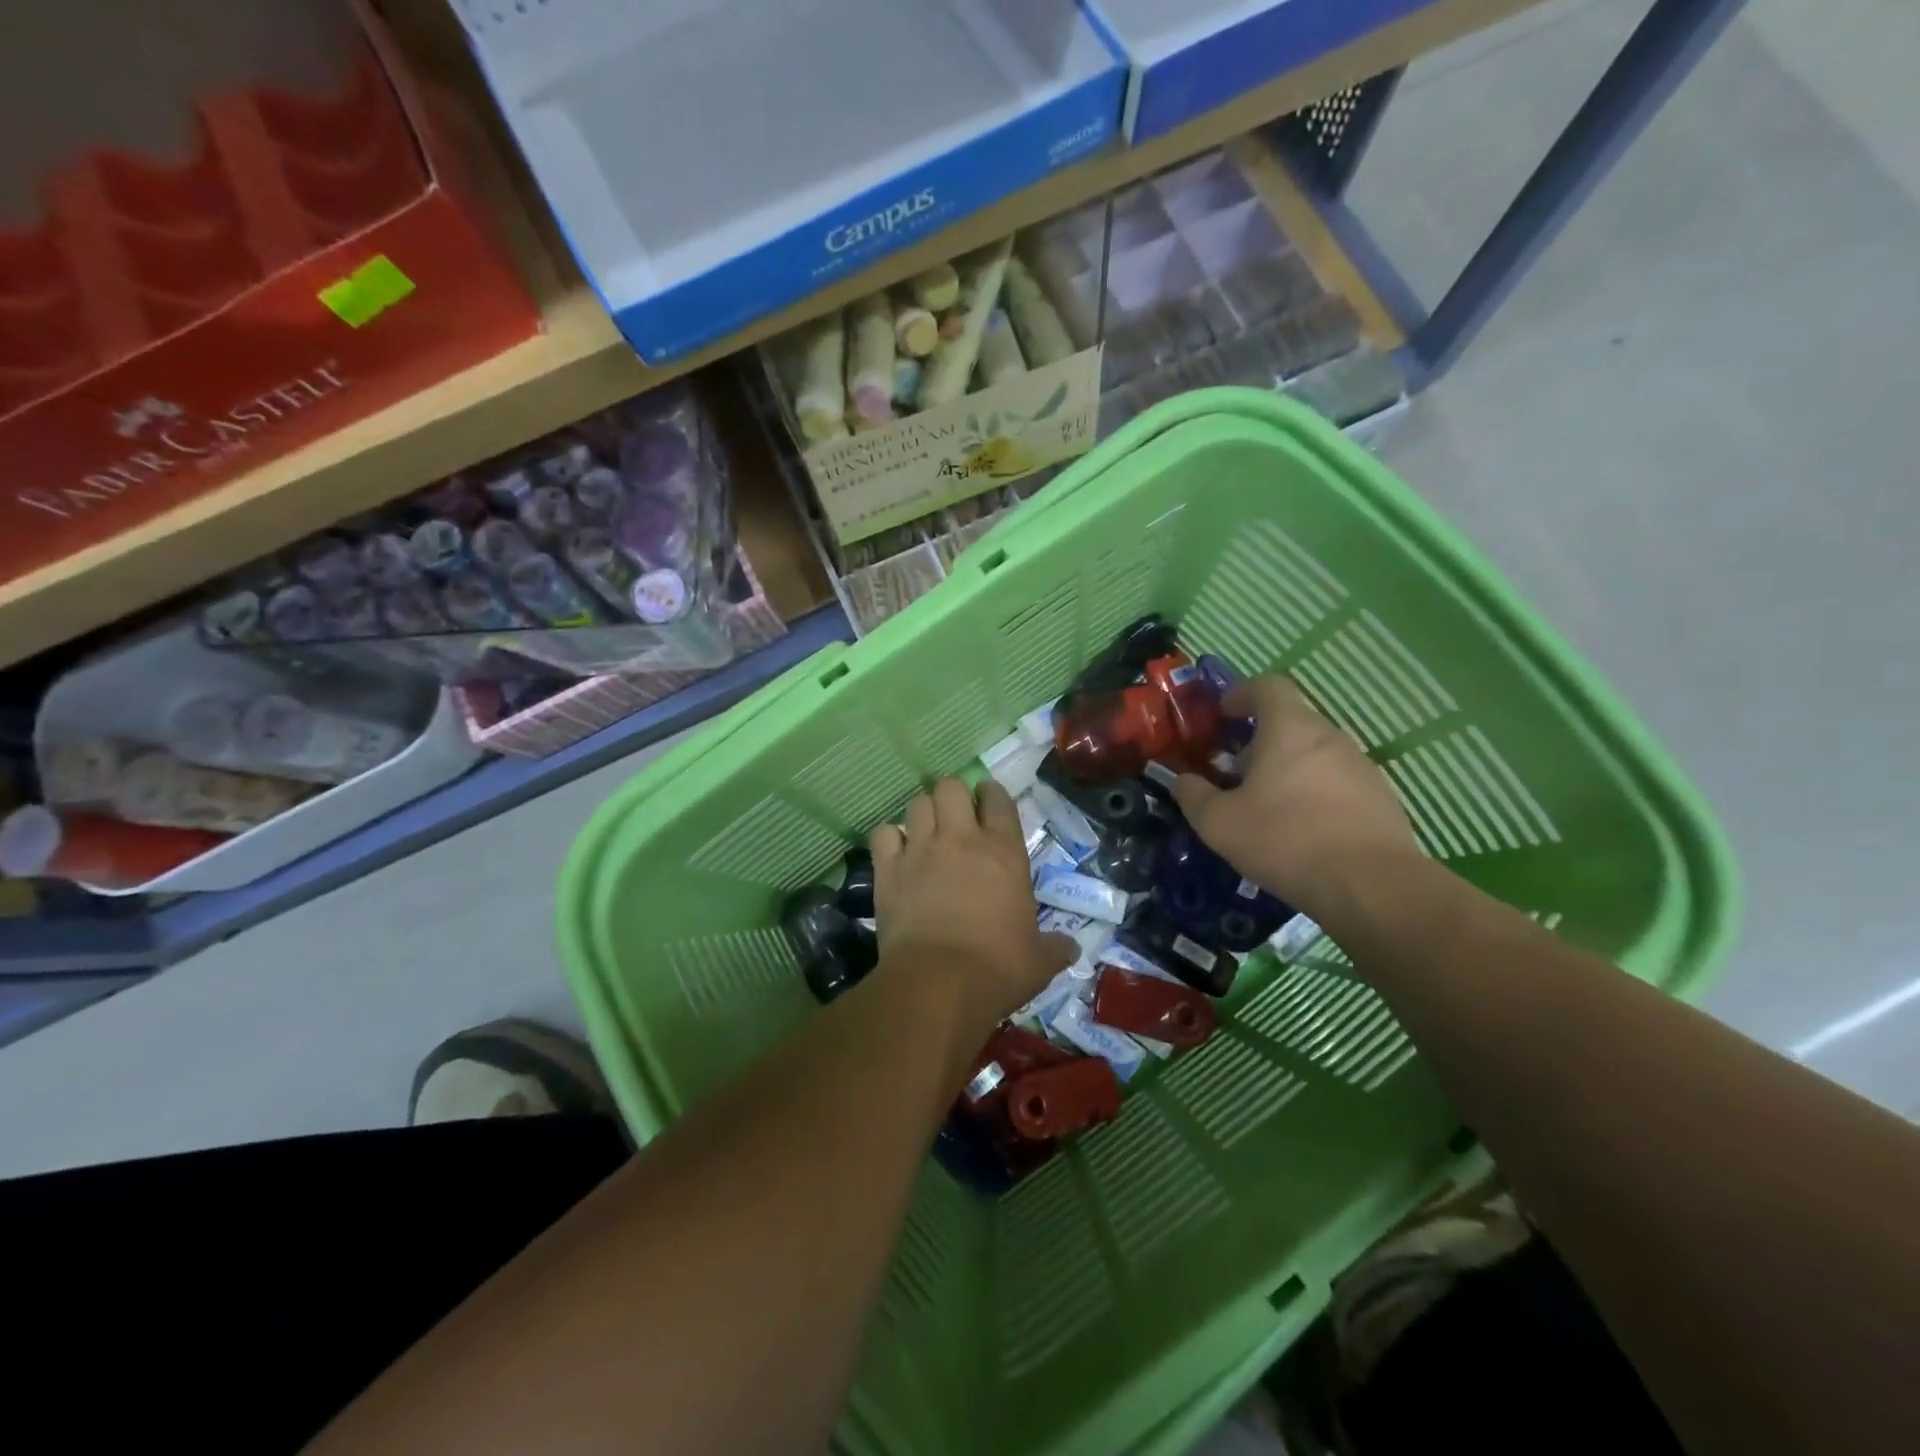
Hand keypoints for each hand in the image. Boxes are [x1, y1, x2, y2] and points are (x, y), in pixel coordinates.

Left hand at [870, 779, 1076, 1029]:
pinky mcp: (889, 870)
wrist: (940, 985)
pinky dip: (890, 839)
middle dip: (953, 796)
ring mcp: (921, 850)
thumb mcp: (1039, 961)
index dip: (992, 794)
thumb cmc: (998, 968)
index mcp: (1004, 851)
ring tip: (926, 833)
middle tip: (956, 817)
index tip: (989, 801)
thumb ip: (1055, 948)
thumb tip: (1071, 949)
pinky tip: (896, 854)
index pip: (998, 799)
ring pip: (917, 803)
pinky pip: (884, 834)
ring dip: (923, 814)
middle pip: (951, 787)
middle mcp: (961, 839)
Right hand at [1172, 675, 1419, 914]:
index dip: (1242, 693)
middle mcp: (1330, 737)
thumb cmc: (1285, 840)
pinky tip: (1302, 830)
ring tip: (1267, 806)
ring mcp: (1361, 766)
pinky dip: (1314, 793)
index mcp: (1290, 729)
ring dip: (1287, 768)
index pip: (1268, 686)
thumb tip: (1183, 780)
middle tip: (1236, 773)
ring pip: (1315, 753)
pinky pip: (1337, 782)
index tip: (1223, 714)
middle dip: (1259, 740)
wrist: (1372, 887)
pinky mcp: (1380, 798)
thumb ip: (1193, 795)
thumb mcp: (1219, 823)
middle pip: (1291, 722)